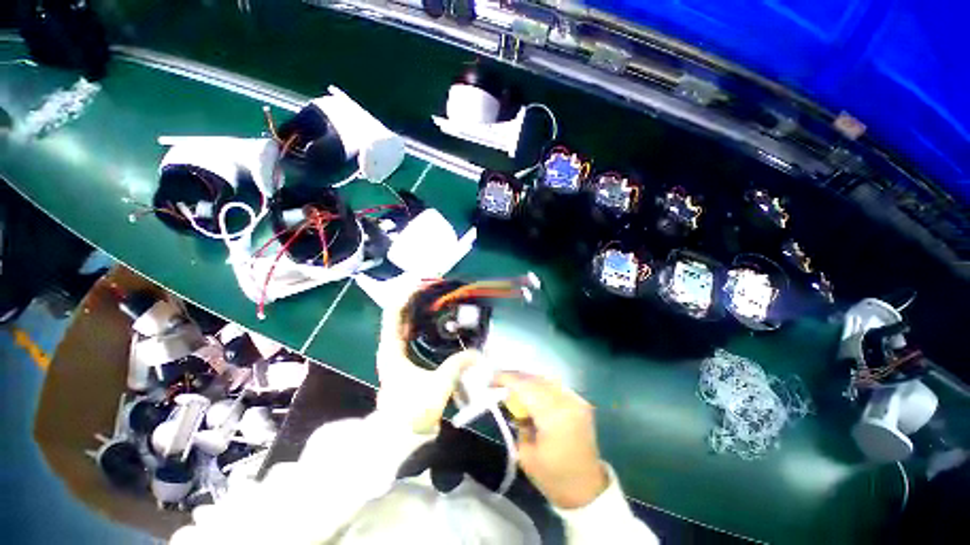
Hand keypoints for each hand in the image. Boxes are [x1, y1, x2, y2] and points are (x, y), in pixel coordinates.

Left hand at [375, 289, 478, 434]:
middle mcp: (389, 346)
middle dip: (415, 297)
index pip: (394, 312)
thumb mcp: (438, 386)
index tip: (424, 283)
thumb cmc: (413, 410)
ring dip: (417, 307)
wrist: (400, 435)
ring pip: (404, 321)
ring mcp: (394, 352)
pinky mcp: (402, 358)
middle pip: (398, 313)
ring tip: (435, 296)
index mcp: (391, 349)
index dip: (407, 295)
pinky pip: (409, 331)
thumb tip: (479, 353)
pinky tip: (434, 317)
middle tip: (435, 286)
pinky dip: (419, 320)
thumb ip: (458, 365)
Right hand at [495, 372, 608, 508]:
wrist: (587, 490)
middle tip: (498, 381)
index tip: (490, 380)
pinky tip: (530, 391)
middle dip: (515, 377)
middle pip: (535, 379)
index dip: (506, 379)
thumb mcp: (525, 454)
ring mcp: (576, 399)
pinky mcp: (580, 401)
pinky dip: (540, 385)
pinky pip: (555, 385)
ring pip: (545, 379)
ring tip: (512, 385)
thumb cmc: (553, 477)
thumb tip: (510, 401)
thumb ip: (517, 422)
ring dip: (527, 379)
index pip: (525, 387)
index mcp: (553, 416)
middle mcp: (566, 401)